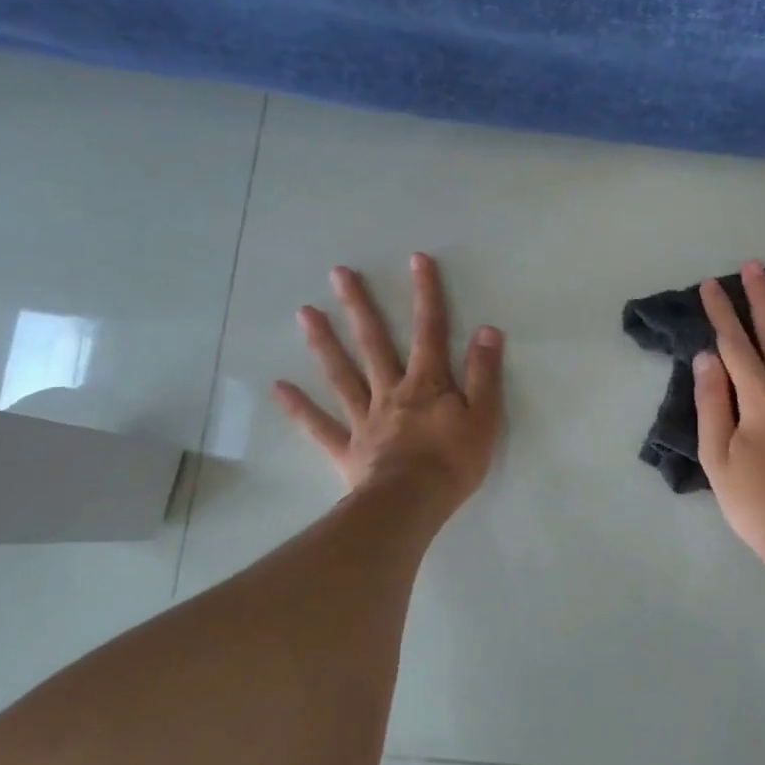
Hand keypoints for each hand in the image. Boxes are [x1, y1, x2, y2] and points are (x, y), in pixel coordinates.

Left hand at [273, 253, 503, 521]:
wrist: (411, 505)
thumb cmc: (452, 463)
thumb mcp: (484, 417)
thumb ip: (483, 374)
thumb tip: (487, 330)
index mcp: (427, 384)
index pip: (430, 331)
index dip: (425, 294)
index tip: (416, 259)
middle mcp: (391, 392)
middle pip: (374, 343)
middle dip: (359, 306)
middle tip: (338, 274)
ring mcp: (364, 419)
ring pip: (342, 374)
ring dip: (324, 343)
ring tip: (304, 312)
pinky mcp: (347, 448)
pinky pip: (319, 426)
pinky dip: (299, 407)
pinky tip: (278, 386)